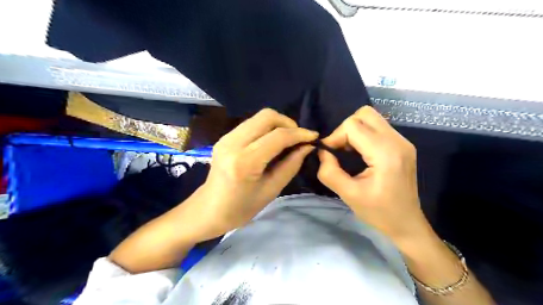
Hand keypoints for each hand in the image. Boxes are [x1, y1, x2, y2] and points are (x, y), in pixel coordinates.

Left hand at [189, 108, 319, 238]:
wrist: (208, 210)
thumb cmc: (241, 208)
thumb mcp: (271, 190)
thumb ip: (291, 165)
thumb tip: (307, 146)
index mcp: (245, 162)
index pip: (278, 136)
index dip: (299, 134)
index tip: (314, 137)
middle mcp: (233, 143)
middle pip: (267, 116)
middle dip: (288, 123)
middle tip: (298, 139)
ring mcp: (226, 138)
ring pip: (259, 117)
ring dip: (278, 124)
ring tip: (287, 140)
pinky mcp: (225, 137)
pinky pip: (251, 124)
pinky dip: (266, 128)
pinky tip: (271, 142)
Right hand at [319, 106, 427, 243]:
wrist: (407, 224)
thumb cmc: (379, 213)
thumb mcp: (348, 195)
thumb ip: (330, 171)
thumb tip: (322, 152)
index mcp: (385, 153)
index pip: (353, 125)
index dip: (335, 137)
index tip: (329, 155)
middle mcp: (397, 140)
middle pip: (364, 114)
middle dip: (345, 129)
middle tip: (340, 150)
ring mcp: (403, 141)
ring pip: (371, 118)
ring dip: (354, 130)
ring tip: (349, 152)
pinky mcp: (402, 145)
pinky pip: (378, 127)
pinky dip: (363, 135)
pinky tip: (360, 153)